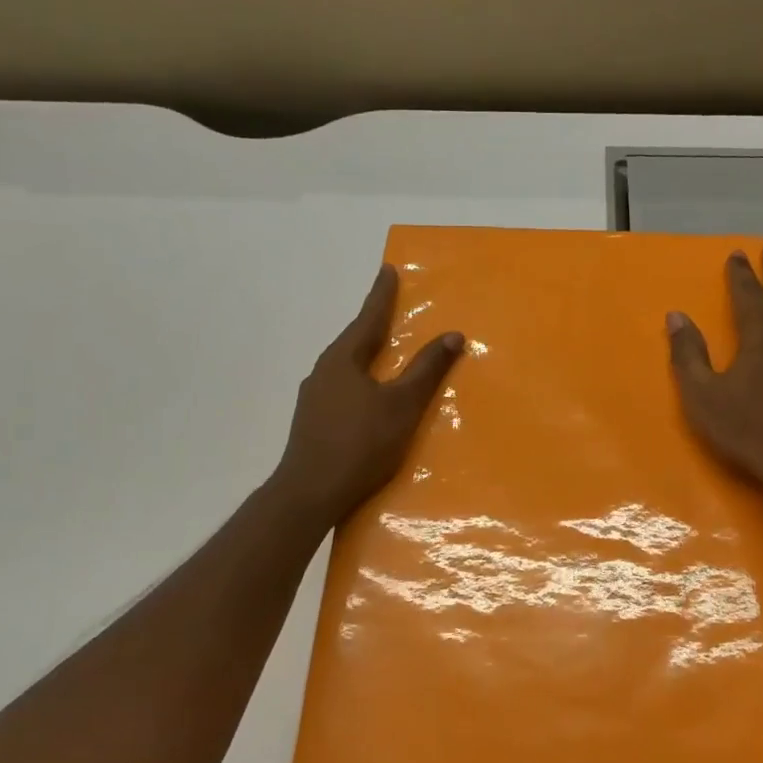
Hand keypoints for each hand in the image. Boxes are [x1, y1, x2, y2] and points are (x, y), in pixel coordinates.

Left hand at [273, 264, 463, 524]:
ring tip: (383, 354)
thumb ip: (427, 370)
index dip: (381, 295)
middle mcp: (323, 371)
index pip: (368, 317)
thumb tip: (452, 335)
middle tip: (391, 311)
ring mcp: (313, 398)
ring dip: (366, 356)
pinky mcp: (312, 422)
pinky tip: (367, 398)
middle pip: (354, 340)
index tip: (387, 270)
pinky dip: (359, 383)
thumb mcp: (402, 405)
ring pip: (346, 367)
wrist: (310, 493)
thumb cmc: (360, 444)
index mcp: (343, 359)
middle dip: (373, 325)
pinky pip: (341, 390)